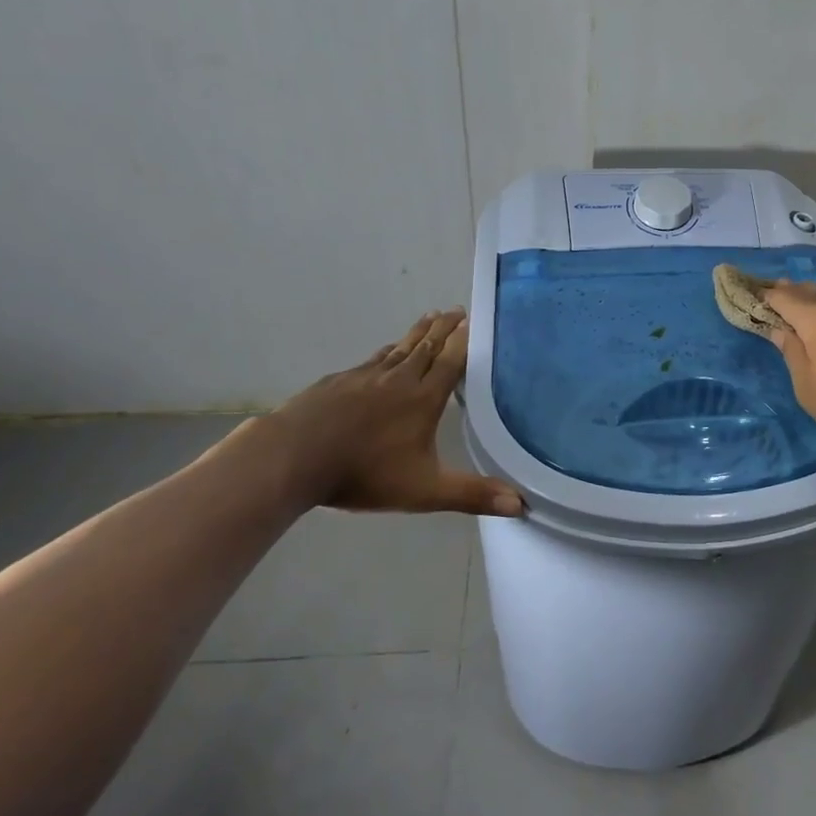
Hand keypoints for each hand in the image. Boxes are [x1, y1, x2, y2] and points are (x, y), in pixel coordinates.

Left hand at [239, 309, 523, 517]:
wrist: (293, 457)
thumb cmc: (364, 473)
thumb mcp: (425, 491)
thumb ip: (472, 495)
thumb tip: (521, 504)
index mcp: (423, 398)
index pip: (451, 361)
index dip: (464, 340)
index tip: (474, 319)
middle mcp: (398, 379)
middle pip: (427, 346)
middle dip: (444, 328)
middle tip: (457, 310)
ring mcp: (365, 376)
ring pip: (399, 348)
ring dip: (417, 332)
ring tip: (430, 318)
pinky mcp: (338, 381)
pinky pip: (372, 360)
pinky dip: (387, 351)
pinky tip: (385, 354)